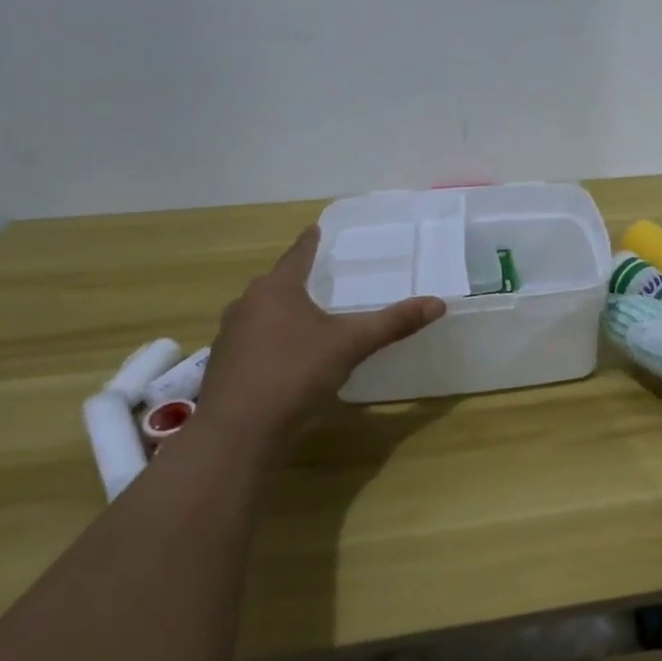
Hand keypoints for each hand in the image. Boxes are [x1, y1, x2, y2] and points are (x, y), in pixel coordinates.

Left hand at [196, 228, 445, 430]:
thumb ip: (393, 323)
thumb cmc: (294, 373)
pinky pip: (252, 340)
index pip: (297, 255)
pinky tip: (286, 356)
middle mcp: (247, 305)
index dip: (309, 242)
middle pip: (276, 284)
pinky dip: (270, 340)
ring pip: (261, 313)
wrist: (237, 432)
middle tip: (319, 276)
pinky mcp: (223, 366)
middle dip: (296, 279)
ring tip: (305, 316)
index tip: (315, 228)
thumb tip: (438, 303)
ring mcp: (230, 336)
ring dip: (281, 311)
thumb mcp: (351, 345)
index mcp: (276, 290)